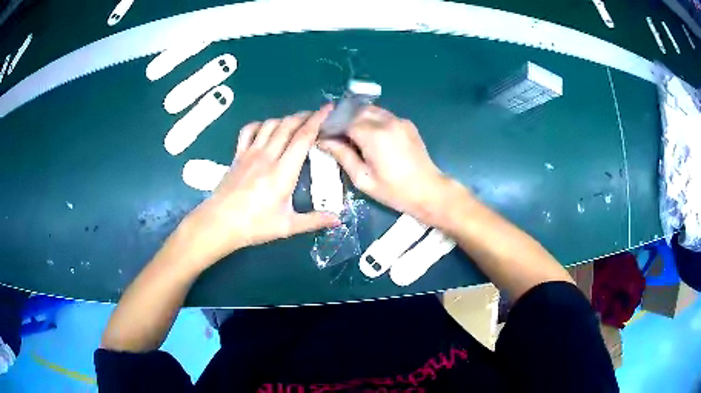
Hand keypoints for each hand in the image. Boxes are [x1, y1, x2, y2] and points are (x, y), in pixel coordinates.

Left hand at [177, 105, 339, 268]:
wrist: (219, 224)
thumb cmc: (254, 226)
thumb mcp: (287, 227)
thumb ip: (314, 220)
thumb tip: (338, 219)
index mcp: (282, 172)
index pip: (303, 138)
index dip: (318, 120)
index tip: (329, 109)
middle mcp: (267, 156)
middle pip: (288, 125)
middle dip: (305, 115)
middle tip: (317, 115)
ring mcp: (250, 153)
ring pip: (270, 124)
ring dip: (286, 118)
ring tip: (297, 121)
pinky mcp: (238, 155)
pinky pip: (249, 130)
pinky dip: (261, 124)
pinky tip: (267, 128)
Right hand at [319, 106, 459, 224]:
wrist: (429, 191)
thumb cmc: (394, 191)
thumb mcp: (363, 179)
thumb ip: (342, 156)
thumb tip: (323, 141)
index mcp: (374, 135)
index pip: (344, 121)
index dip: (332, 127)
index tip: (325, 137)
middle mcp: (387, 121)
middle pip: (357, 111)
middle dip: (344, 120)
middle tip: (337, 136)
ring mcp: (399, 120)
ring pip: (371, 110)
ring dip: (358, 119)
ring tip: (353, 136)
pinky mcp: (407, 123)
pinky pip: (384, 116)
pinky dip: (373, 121)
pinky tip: (372, 137)